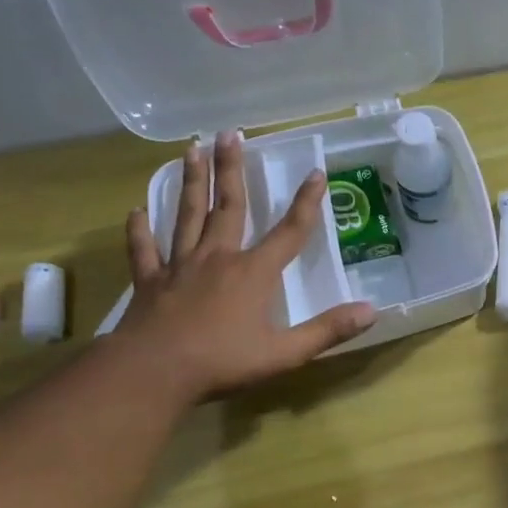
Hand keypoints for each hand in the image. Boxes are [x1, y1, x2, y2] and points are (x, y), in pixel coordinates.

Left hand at [113, 130, 375, 403]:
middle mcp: (218, 258)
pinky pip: (144, 250)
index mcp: (253, 273)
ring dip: (191, 183)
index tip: (315, 172)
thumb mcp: (285, 353)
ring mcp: (179, 267)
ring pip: (187, 216)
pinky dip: (139, 230)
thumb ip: (328, 330)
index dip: (306, 202)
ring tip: (191, 150)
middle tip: (229, 134)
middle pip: (229, 206)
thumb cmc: (223, 362)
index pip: (289, 231)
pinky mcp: (149, 282)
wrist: (153, 373)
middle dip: (232, 169)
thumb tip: (371, 311)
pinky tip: (136, 212)